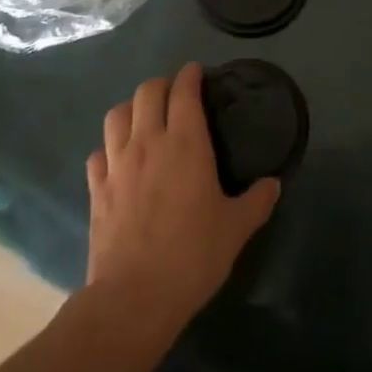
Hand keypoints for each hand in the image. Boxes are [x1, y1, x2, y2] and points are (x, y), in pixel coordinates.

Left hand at [86, 63, 279, 330]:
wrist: (133, 298)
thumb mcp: (236, 229)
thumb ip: (257, 200)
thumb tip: (274, 183)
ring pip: (116, 114)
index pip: (184, 91)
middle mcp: (148, 142)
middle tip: (175, 96)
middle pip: (147, 92)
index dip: (190, 75)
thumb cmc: (192, 256)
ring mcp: (117, 164)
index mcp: (186, 142)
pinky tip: (119, 160)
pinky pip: (98, 153)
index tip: (198, 73)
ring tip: (144, 119)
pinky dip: (109, 148)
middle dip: (162, 85)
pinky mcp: (96, 189)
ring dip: (131, 109)